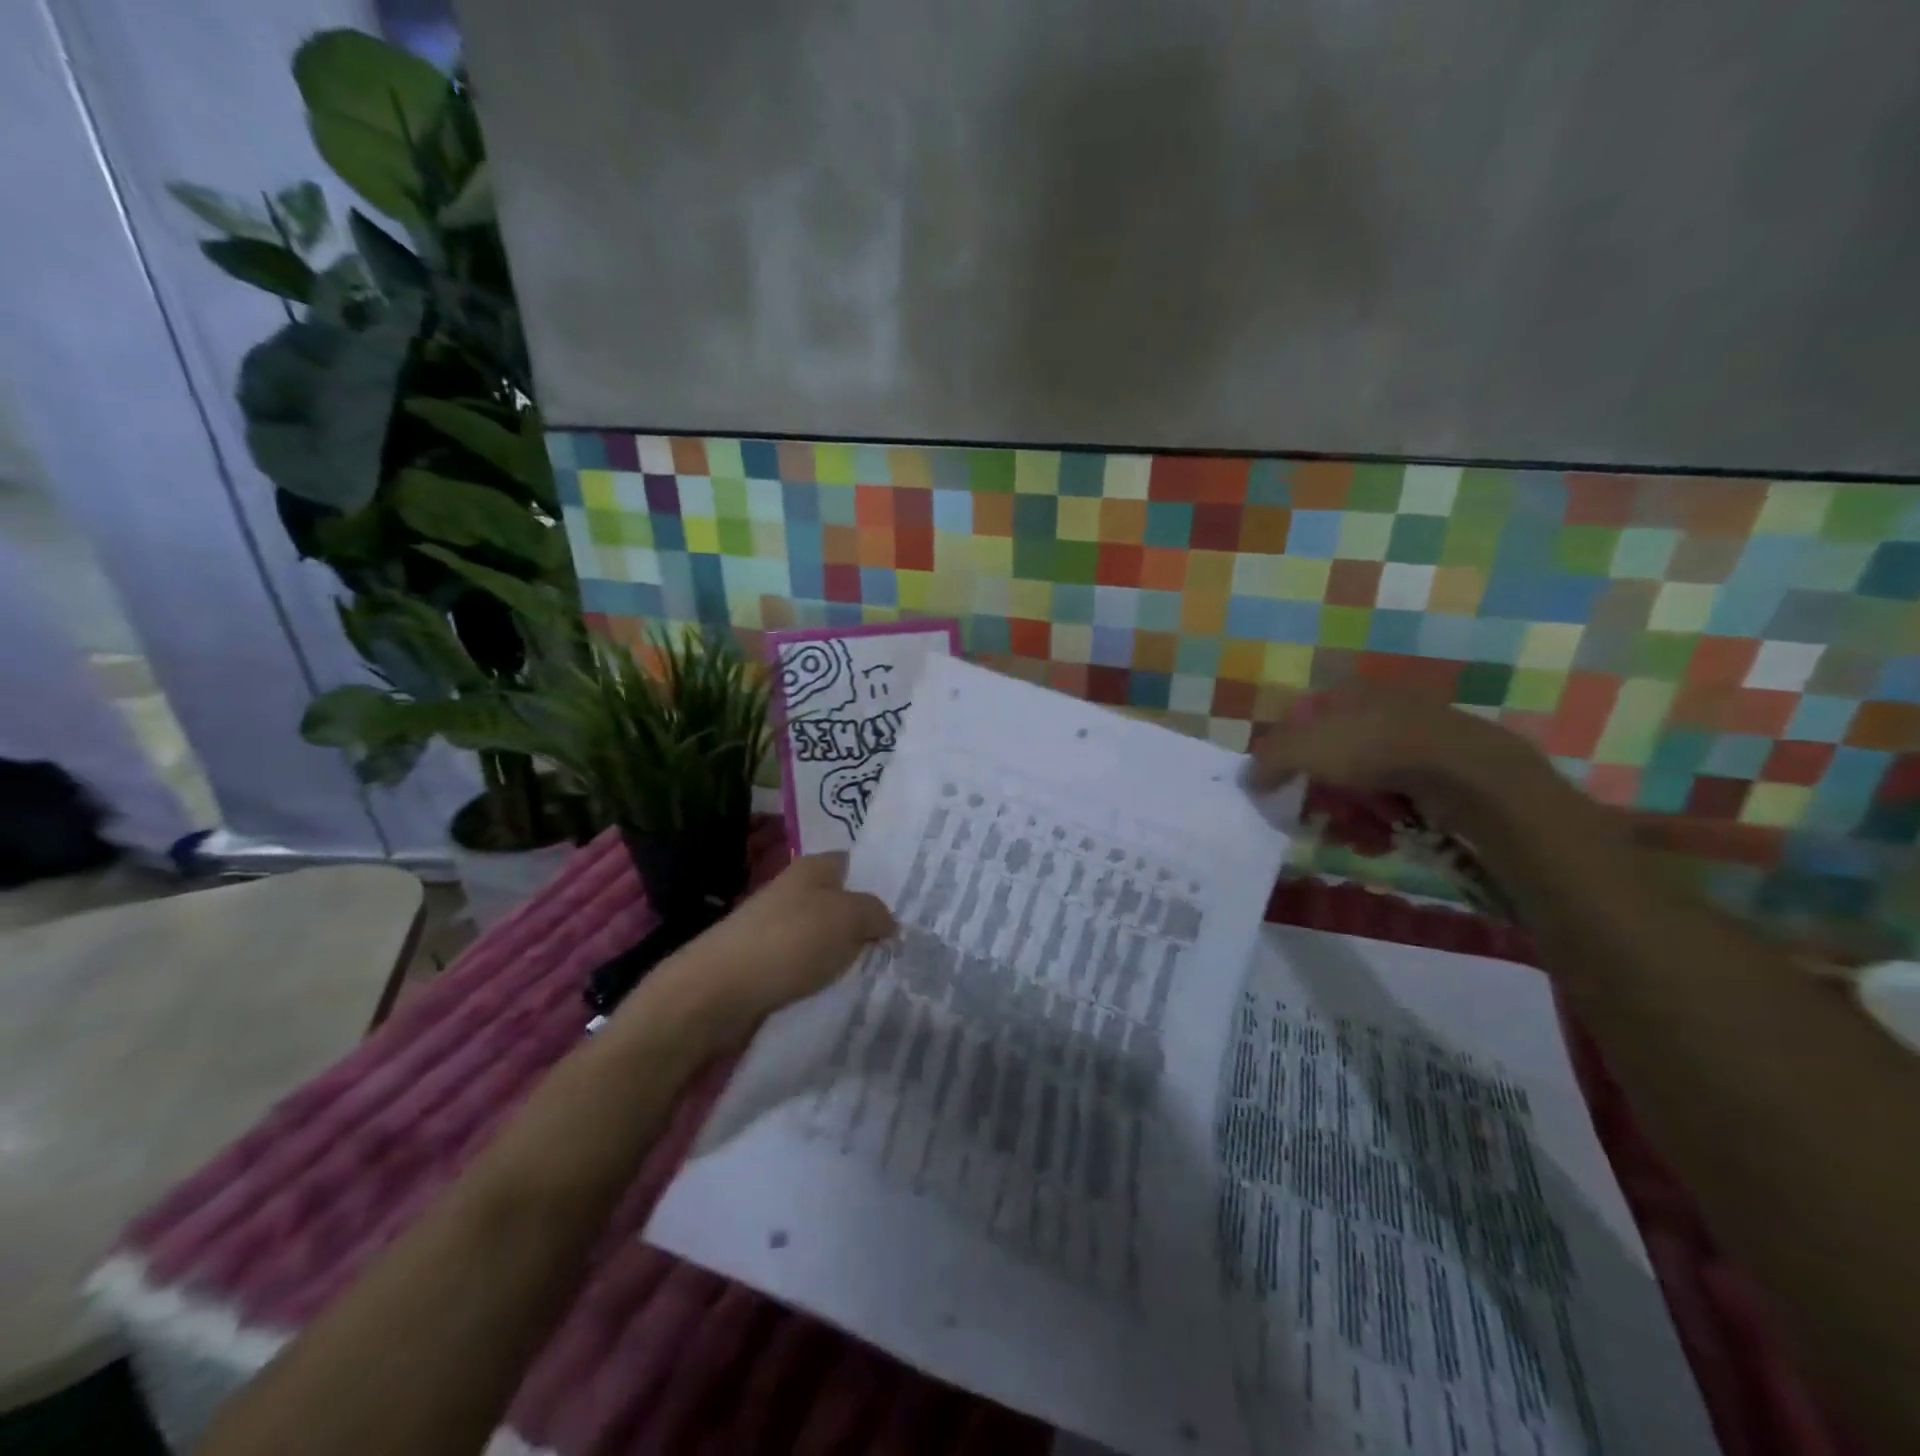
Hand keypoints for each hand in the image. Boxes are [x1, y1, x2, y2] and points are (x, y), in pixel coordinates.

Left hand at [645, 852, 894, 1043]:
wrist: (717, 991)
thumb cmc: (789, 942)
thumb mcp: (848, 918)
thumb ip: (876, 913)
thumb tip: (888, 923)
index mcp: (814, 867)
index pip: (857, 863)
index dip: (882, 881)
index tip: (912, 907)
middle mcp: (794, 889)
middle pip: (842, 901)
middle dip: (868, 921)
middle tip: (904, 945)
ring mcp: (776, 925)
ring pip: (825, 934)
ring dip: (846, 952)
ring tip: (879, 972)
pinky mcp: (764, 960)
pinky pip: (805, 962)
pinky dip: (822, 974)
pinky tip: (840, 990)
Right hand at [1245, 686, 1566, 836]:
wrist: (1464, 774)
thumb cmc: (1372, 749)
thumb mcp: (1301, 748)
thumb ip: (1267, 760)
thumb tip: (1247, 779)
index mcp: (1348, 695)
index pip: (1302, 724)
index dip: (1285, 756)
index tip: (1277, 786)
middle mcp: (1380, 714)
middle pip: (1330, 760)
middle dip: (1318, 794)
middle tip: (1311, 818)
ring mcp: (1412, 746)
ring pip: (1361, 787)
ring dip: (1347, 816)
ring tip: (1349, 834)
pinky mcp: (1438, 779)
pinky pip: (1395, 805)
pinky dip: (1381, 825)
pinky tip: (1378, 839)